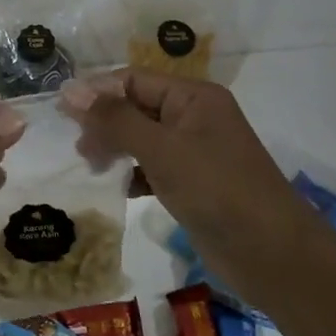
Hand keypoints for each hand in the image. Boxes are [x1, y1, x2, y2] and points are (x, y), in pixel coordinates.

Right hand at [67, 71, 297, 254]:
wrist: (274, 256)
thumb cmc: (217, 190)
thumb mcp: (162, 149)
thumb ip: (115, 119)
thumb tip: (70, 90)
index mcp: (193, 96)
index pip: (134, 79)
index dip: (97, 92)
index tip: (61, 112)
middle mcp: (194, 117)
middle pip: (136, 107)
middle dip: (105, 122)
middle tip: (78, 148)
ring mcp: (195, 151)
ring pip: (142, 138)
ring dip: (115, 148)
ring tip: (93, 167)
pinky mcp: (193, 183)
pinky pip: (152, 167)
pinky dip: (132, 174)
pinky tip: (118, 188)